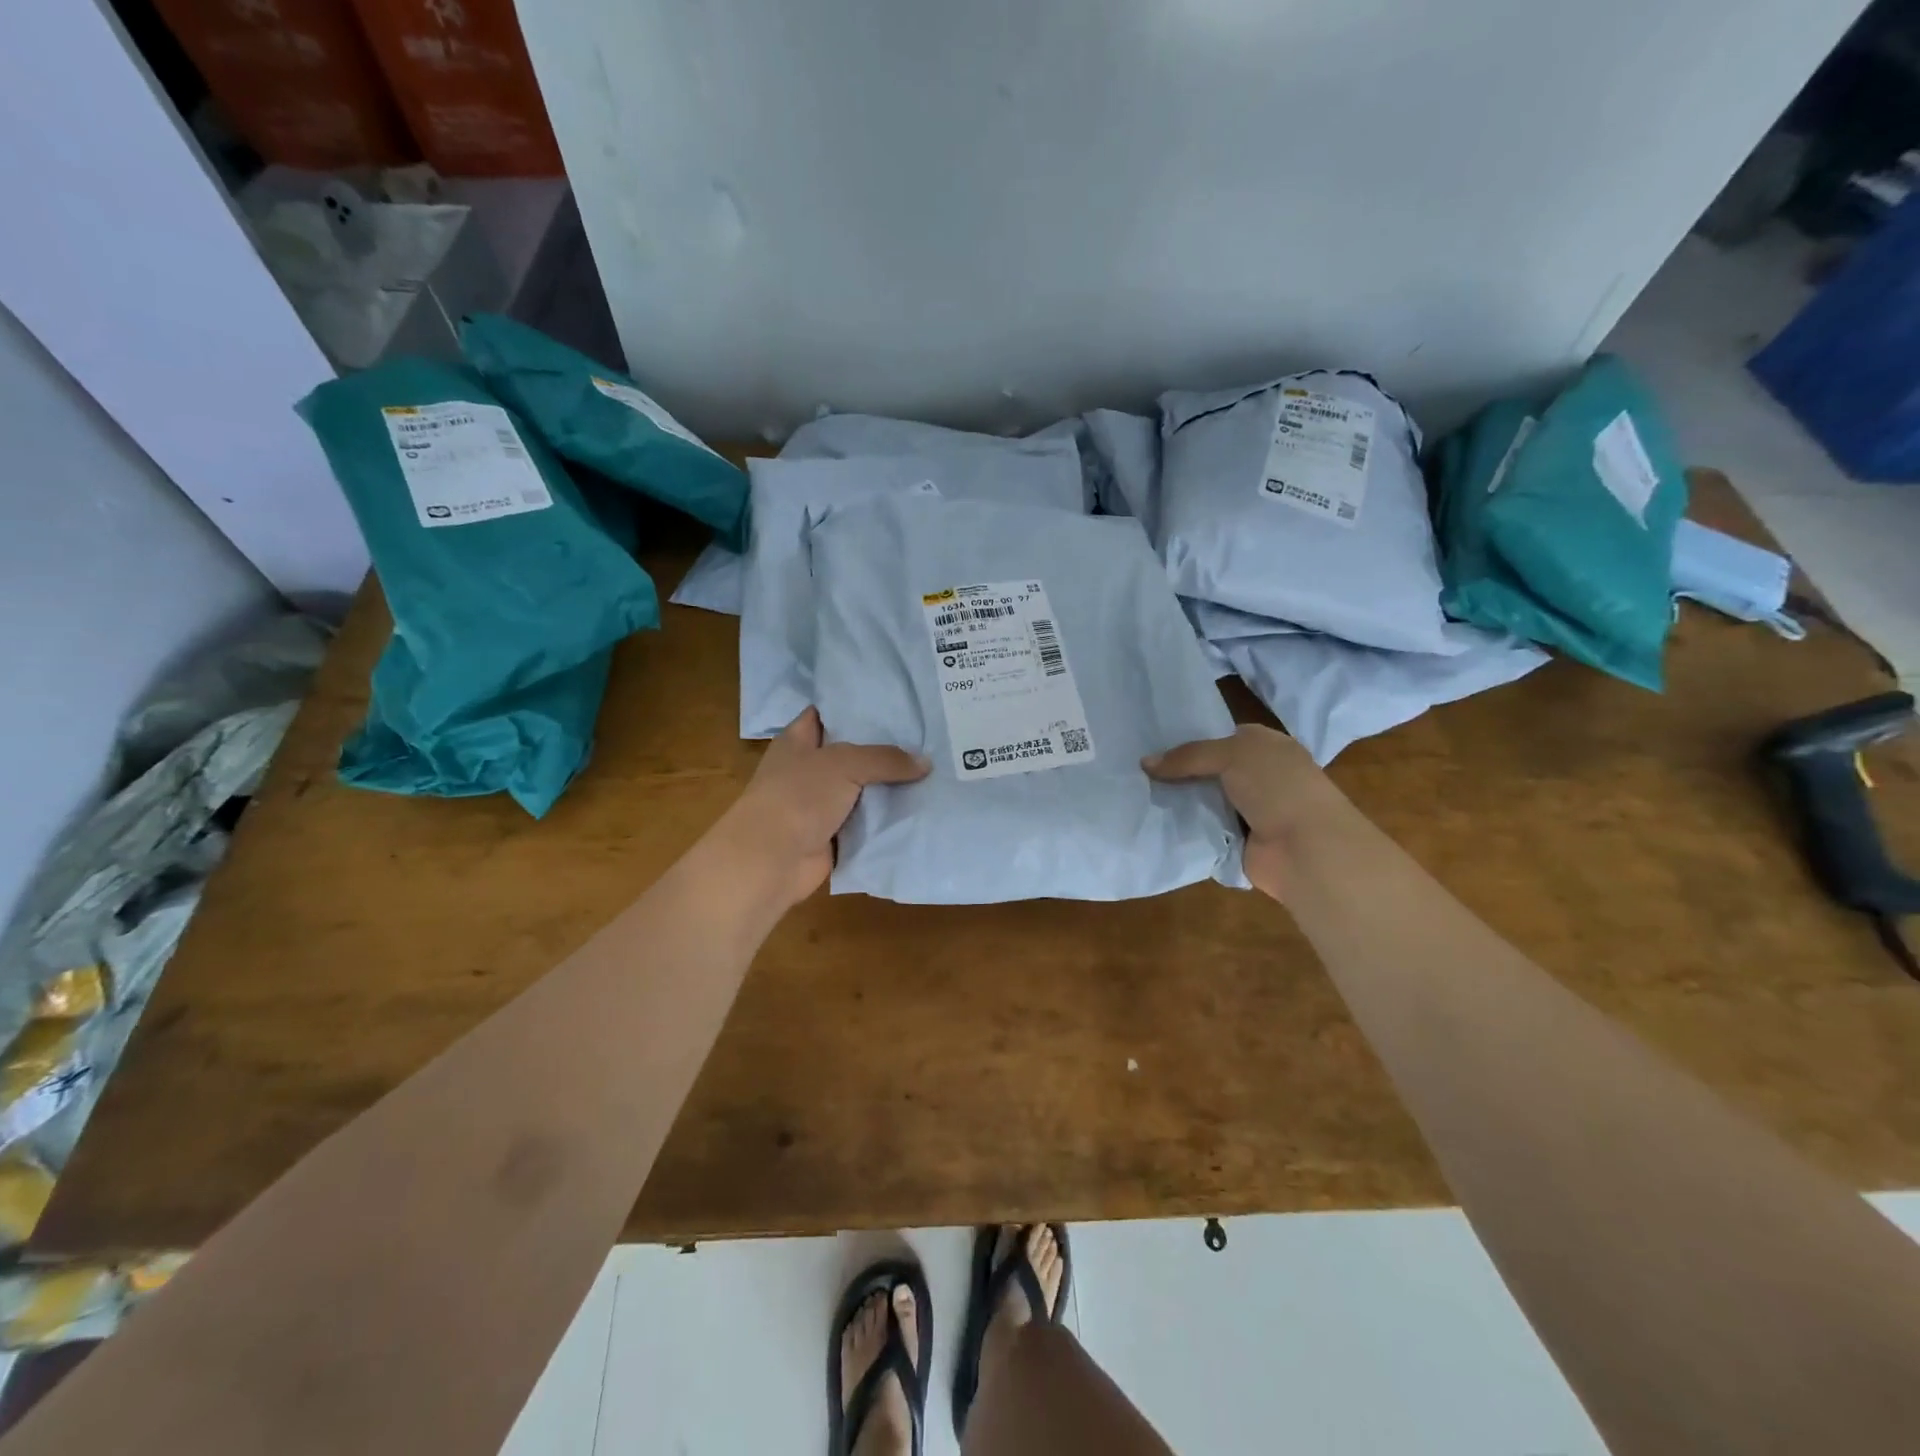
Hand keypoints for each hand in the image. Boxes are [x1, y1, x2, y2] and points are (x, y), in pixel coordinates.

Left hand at [719, 708, 928, 905]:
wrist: (771, 860)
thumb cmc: (798, 797)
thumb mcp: (844, 764)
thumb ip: (885, 759)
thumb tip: (925, 762)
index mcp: (798, 740)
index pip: (828, 712)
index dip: (857, 705)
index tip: (896, 701)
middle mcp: (809, 768)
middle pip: (852, 751)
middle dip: (886, 746)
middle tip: (927, 735)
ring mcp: (820, 803)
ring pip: (863, 787)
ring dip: (891, 785)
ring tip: (935, 768)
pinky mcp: (833, 834)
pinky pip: (867, 820)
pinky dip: (889, 817)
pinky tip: (922, 806)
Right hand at [1144, 725, 1356, 898]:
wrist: (1306, 848)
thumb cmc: (1278, 787)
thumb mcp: (1232, 755)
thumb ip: (1188, 756)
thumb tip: (1145, 763)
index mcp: (1266, 746)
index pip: (1221, 736)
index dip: (1190, 739)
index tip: (1153, 743)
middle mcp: (1259, 776)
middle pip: (1208, 770)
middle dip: (1178, 771)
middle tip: (1136, 771)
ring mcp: (1249, 810)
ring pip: (1203, 800)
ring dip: (1179, 801)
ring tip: (1137, 795)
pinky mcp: (1238, 841)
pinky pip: (1204, 829)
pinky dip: (1185, 828)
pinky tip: (1154, 821)